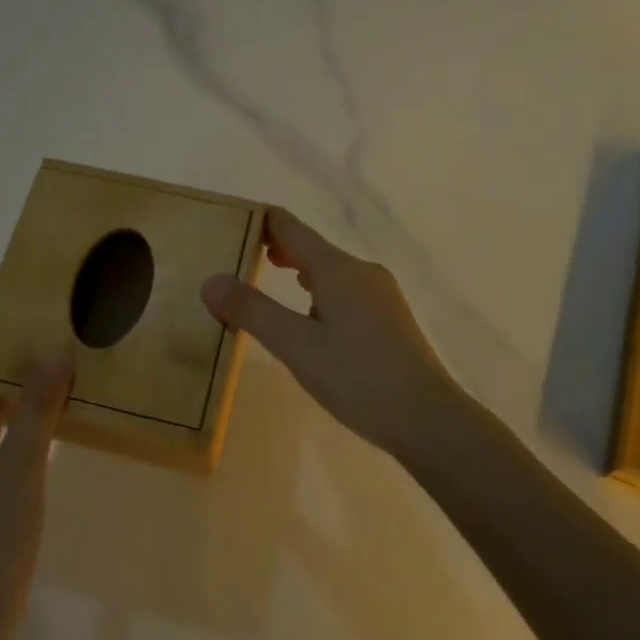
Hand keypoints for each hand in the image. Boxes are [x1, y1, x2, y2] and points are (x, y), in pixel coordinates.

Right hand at [200, 208, 467, 460]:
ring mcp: (380, 294)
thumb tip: (210, 280)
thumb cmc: (358, 378)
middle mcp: (362, 271)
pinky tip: (311, 315)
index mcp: (338, 269)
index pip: (291, 227)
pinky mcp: (389, 318)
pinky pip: (345, 290)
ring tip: (268, 278)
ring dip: (298, 269)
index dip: (260, 220)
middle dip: (276, 247)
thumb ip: (253, 311)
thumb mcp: (296, 346)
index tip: (231, 222)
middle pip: (311, 247)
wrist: (428, 418)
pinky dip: (318, 291)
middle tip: (239, 255)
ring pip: (330, 270)